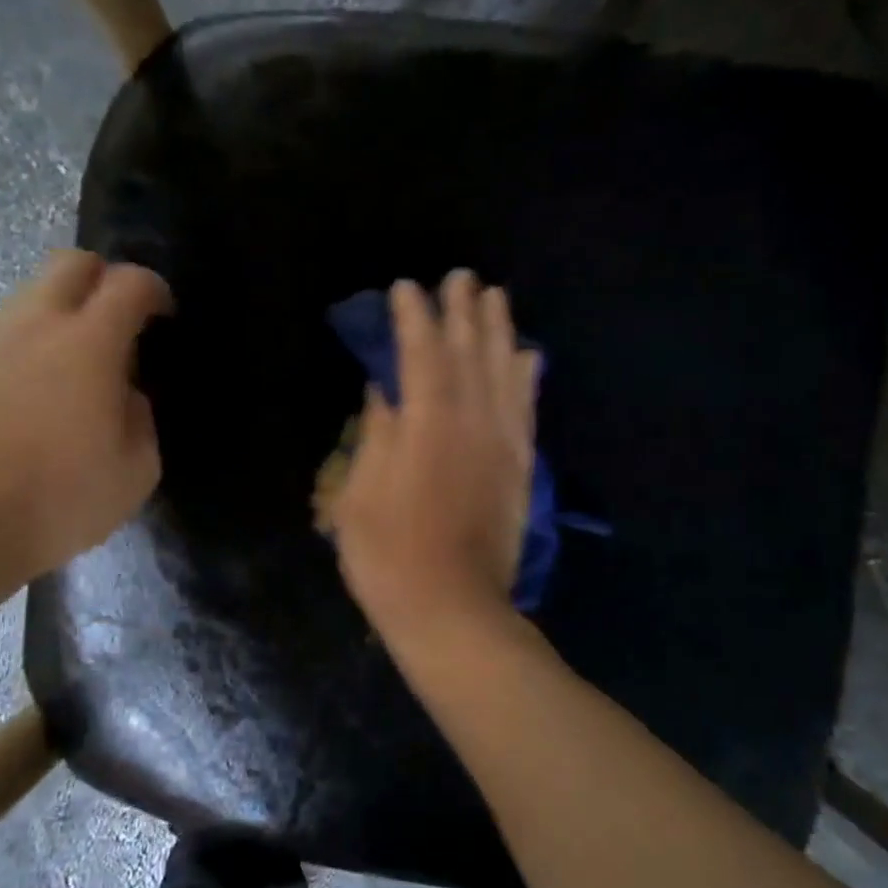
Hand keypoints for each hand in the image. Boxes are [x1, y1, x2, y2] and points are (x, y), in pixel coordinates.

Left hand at [0, 250, 169, 580]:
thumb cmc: (61, 501)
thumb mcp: (136, 470)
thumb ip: (141, 418)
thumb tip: (126, 394)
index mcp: (89, 345)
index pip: (128, 283)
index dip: (154, 290)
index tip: (163, 316)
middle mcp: (36, 327)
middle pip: (71, 262)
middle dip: (103, 278)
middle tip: (120, 322)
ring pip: (31, 295)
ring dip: (64, 312)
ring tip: (78, 363)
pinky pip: (6, 336)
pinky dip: (32, 345)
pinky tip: (38, 394)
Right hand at [330, 270, 538, 652]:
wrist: (452, 610)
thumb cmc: (388, 557)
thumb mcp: (359, 497)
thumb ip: (376, 436)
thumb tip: (383, 391)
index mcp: (425, 427)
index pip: (420, 356)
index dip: (413, 319)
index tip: (406, 288)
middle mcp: (470, 424)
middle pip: (469, 354)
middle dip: (462, 312)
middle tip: (461, 277)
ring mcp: (501, 446)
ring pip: (504, 374)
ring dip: (499, 331)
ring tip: (495, 297)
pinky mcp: (520, 469)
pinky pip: (526, 412)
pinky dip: (527, 379)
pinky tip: (528, 356)